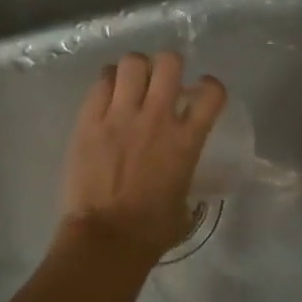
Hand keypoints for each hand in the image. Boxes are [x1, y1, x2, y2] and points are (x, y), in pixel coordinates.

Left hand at [59, 51, 227, 261]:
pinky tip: (108, 96)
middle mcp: (157, 118)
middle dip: (169, 65)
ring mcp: (120, 116)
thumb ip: (186, 177)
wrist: (106, 238)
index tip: (201, 93)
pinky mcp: (89, 121)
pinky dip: (108, 82)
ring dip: (137, 69)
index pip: (211, 93)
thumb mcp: (185, 203)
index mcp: (186, 141)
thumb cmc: (151, 230)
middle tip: (162, 81)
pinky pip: (101, 82)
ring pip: (132, 63)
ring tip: (132, 84)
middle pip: (169, 62)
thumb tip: (182, 176)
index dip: (210, 87)